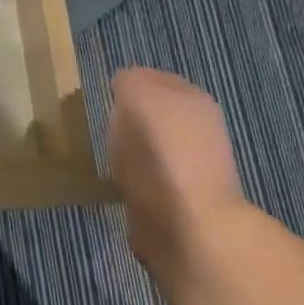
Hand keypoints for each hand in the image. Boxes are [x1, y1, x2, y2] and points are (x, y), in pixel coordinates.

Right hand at [107, 68, 246, 279]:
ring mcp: (192, 168)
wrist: (187, 226)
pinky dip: (132, 180)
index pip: (154, 78)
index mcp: (194, 99)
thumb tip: (125, 86)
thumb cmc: (160, 152)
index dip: (127, 84)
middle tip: (102, 125)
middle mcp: (200, 129)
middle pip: (154, 114)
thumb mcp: (136, 95)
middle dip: (129, 119)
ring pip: (151, 146)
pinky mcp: (178, 202)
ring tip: (106, 155)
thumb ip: (129, 80)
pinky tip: (116, 183)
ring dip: (130, 151)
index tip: (104, 98)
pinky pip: (147, 179)